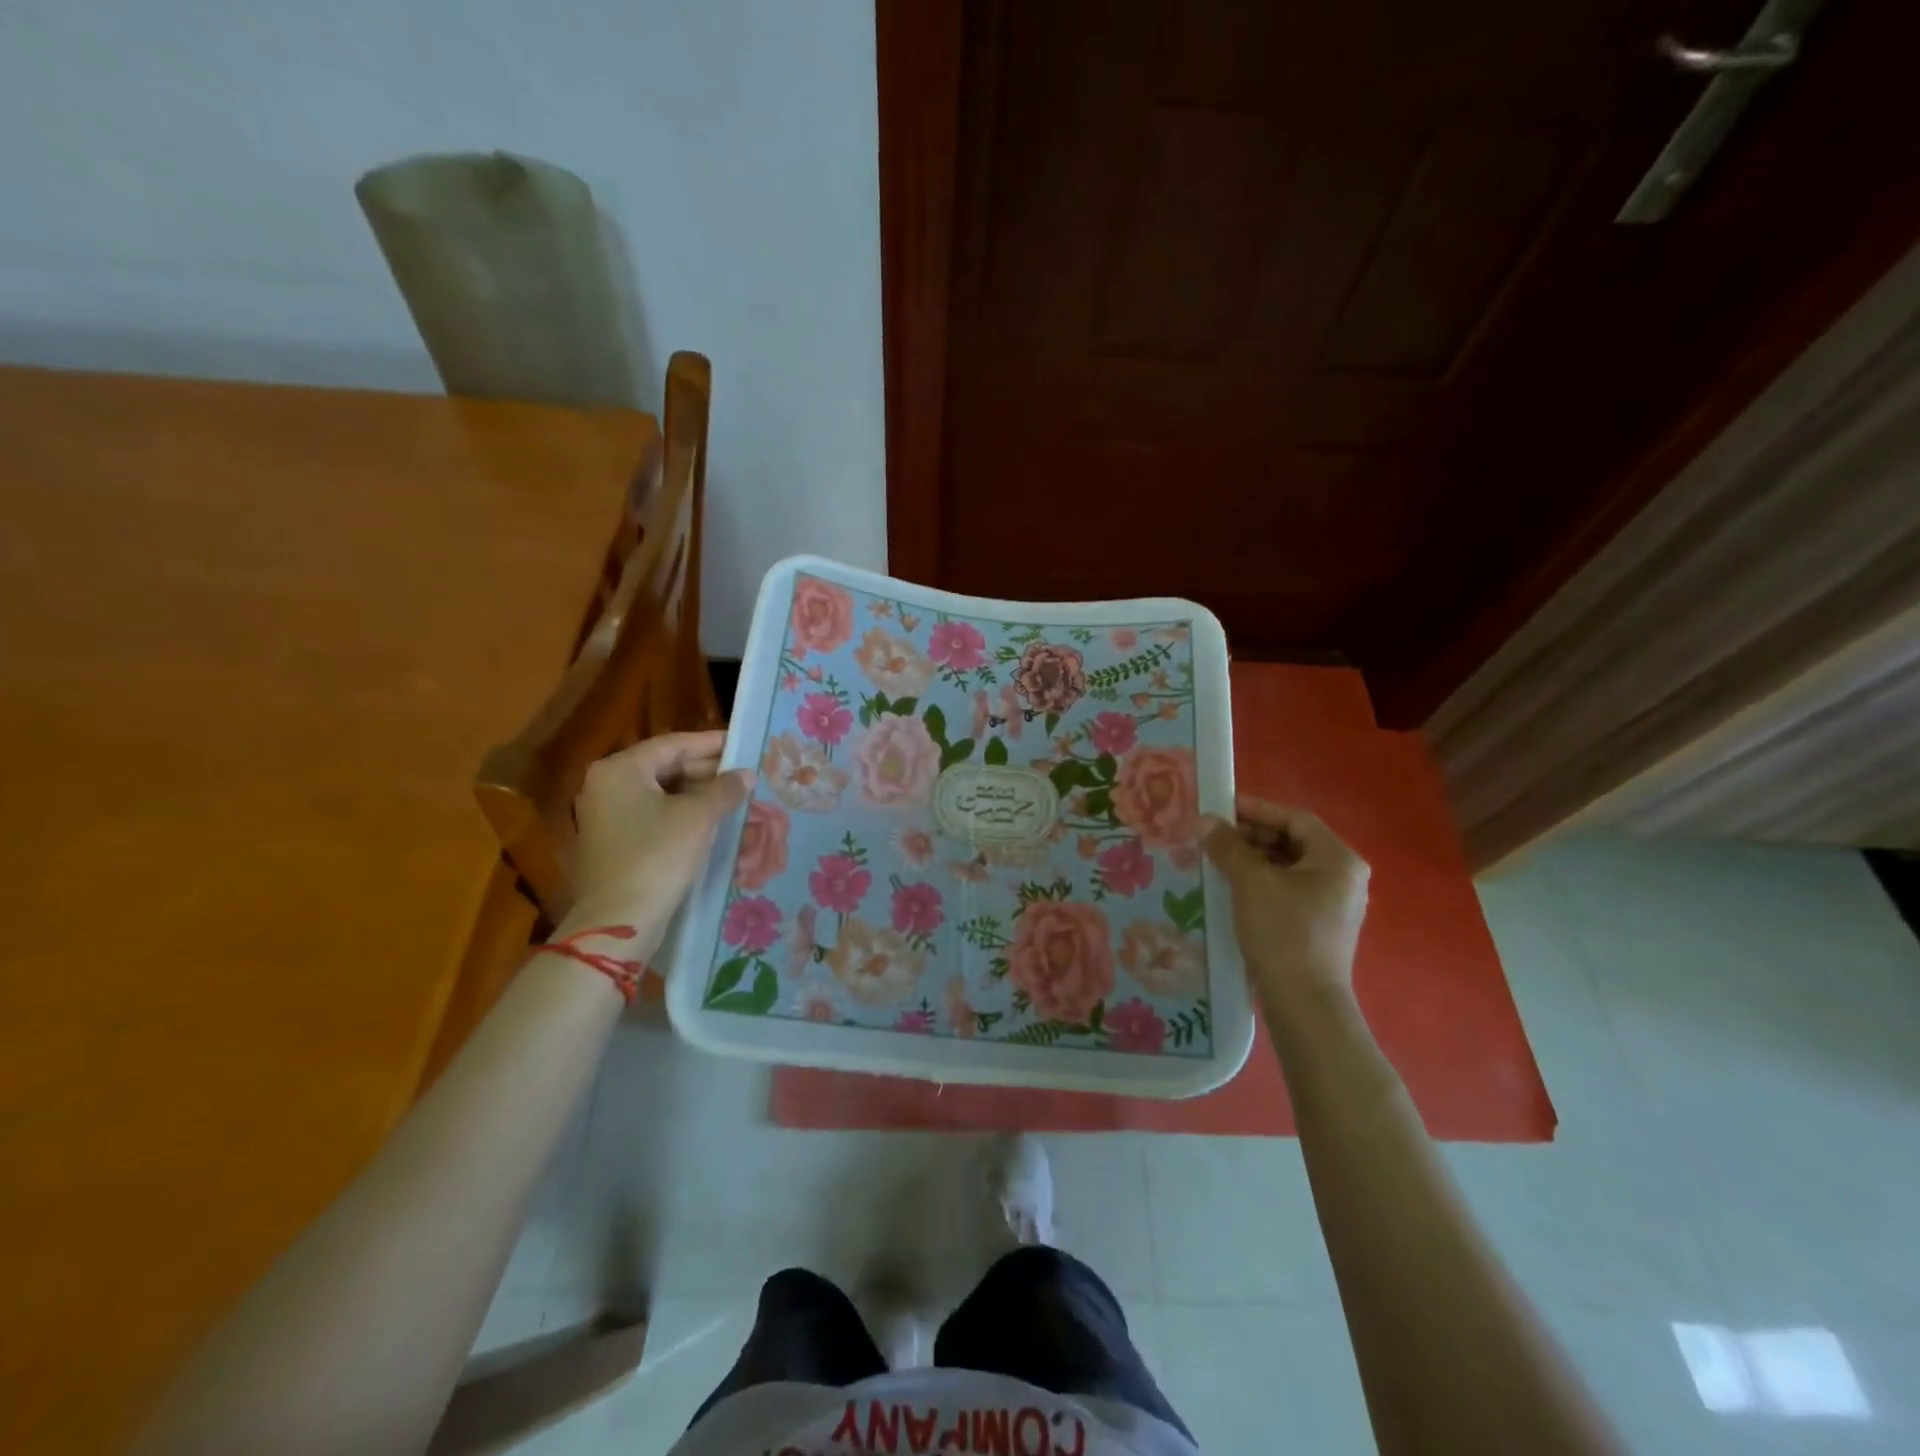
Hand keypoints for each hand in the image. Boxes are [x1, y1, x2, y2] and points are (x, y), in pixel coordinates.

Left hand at [557, 730, 752, 953]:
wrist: (619, 922)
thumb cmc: (658, 857)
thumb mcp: (699, 818)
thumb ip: (725, 789)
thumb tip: (746, 774)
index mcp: (621, 769)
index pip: (674, 744)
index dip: (712, 743)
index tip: (744, 744)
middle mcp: (606, 785)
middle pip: (665, 766)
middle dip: (707, 770)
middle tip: (744, 774)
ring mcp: (606, 815)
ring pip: (661, 793)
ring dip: (698, 794)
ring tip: (734, 797)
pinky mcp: (612, 842)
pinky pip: (653, 815)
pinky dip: (682, 814)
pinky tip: (711, 822)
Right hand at [1202, 797, 1369, 1004]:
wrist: (1304, 1003)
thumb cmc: (1283, 932)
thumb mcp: (1251, 882)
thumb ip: (1228, 846)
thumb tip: (1205, 820)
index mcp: (1338, 859)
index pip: (1294, 819)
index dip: (1256, 810)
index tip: (1220, 807)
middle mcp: (1343, 876)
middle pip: (1293, 841)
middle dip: (1252, 835)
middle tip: (1214, 834)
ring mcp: (1333, 903)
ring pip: (1288, 866)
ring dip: (1253, 858)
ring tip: (1217, 858)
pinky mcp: (1319, 925)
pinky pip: (1288, 889)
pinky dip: (1261, 881)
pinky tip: (1232, 886)